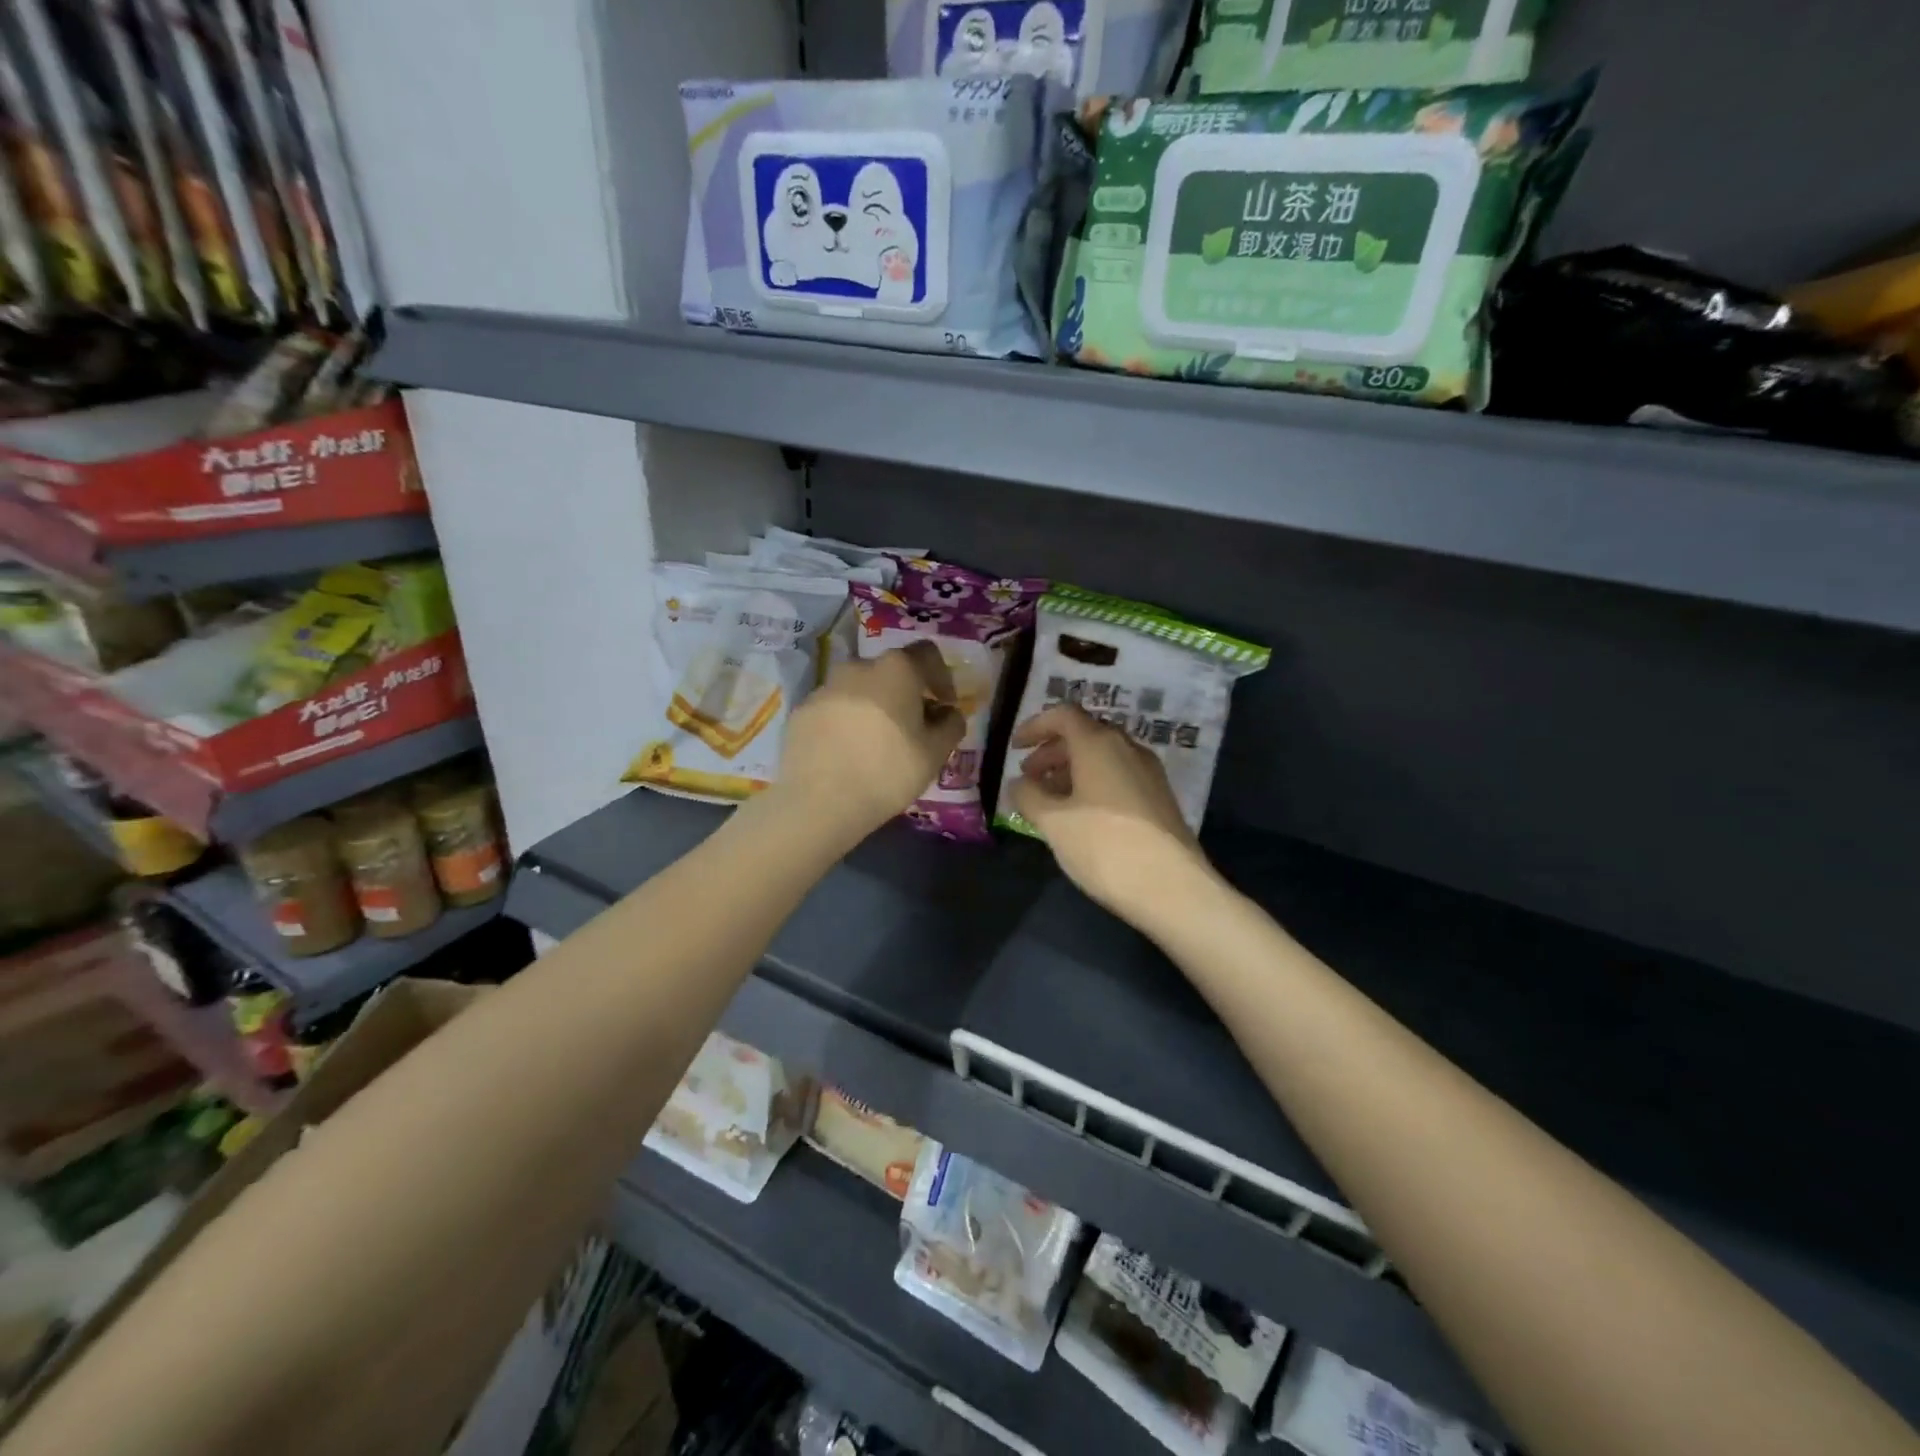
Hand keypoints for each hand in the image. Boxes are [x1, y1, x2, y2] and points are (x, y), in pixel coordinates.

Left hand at [777, 641, 964, 841]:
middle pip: (891, 671)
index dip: (942, 677)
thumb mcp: (935, 754)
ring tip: (876, 742)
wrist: (819, 801)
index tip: (944, 705)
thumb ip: (951, 725)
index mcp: (897, 669)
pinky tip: (848, 752)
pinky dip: (846, 722)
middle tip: (912, 727)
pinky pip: (834, 709)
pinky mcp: (802, 710)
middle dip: (906, 693)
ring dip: (874, 706)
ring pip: (860, 689)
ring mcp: (825, 687)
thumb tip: (948, 713)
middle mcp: (858, 666)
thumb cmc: (887, 772)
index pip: (928, 654)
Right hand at [1009, 704, 1213, 919]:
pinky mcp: (1159, 797)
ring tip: (1050, 800)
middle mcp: (1127, 748)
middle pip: (1084, 734)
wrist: (1172, 887)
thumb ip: (1028, 796)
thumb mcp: (1053, 822)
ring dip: (1072, 770)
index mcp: (1099, 743)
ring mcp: (1148, 772)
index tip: (1015, 748)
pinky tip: (1081, 816)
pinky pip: (1118, 776)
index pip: (1063, 715)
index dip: (1035, 726)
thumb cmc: (1103, 846)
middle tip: (1029, 777)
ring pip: (1103, 757)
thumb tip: (1018, 783)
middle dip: (1052, 751)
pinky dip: (1093, 784)